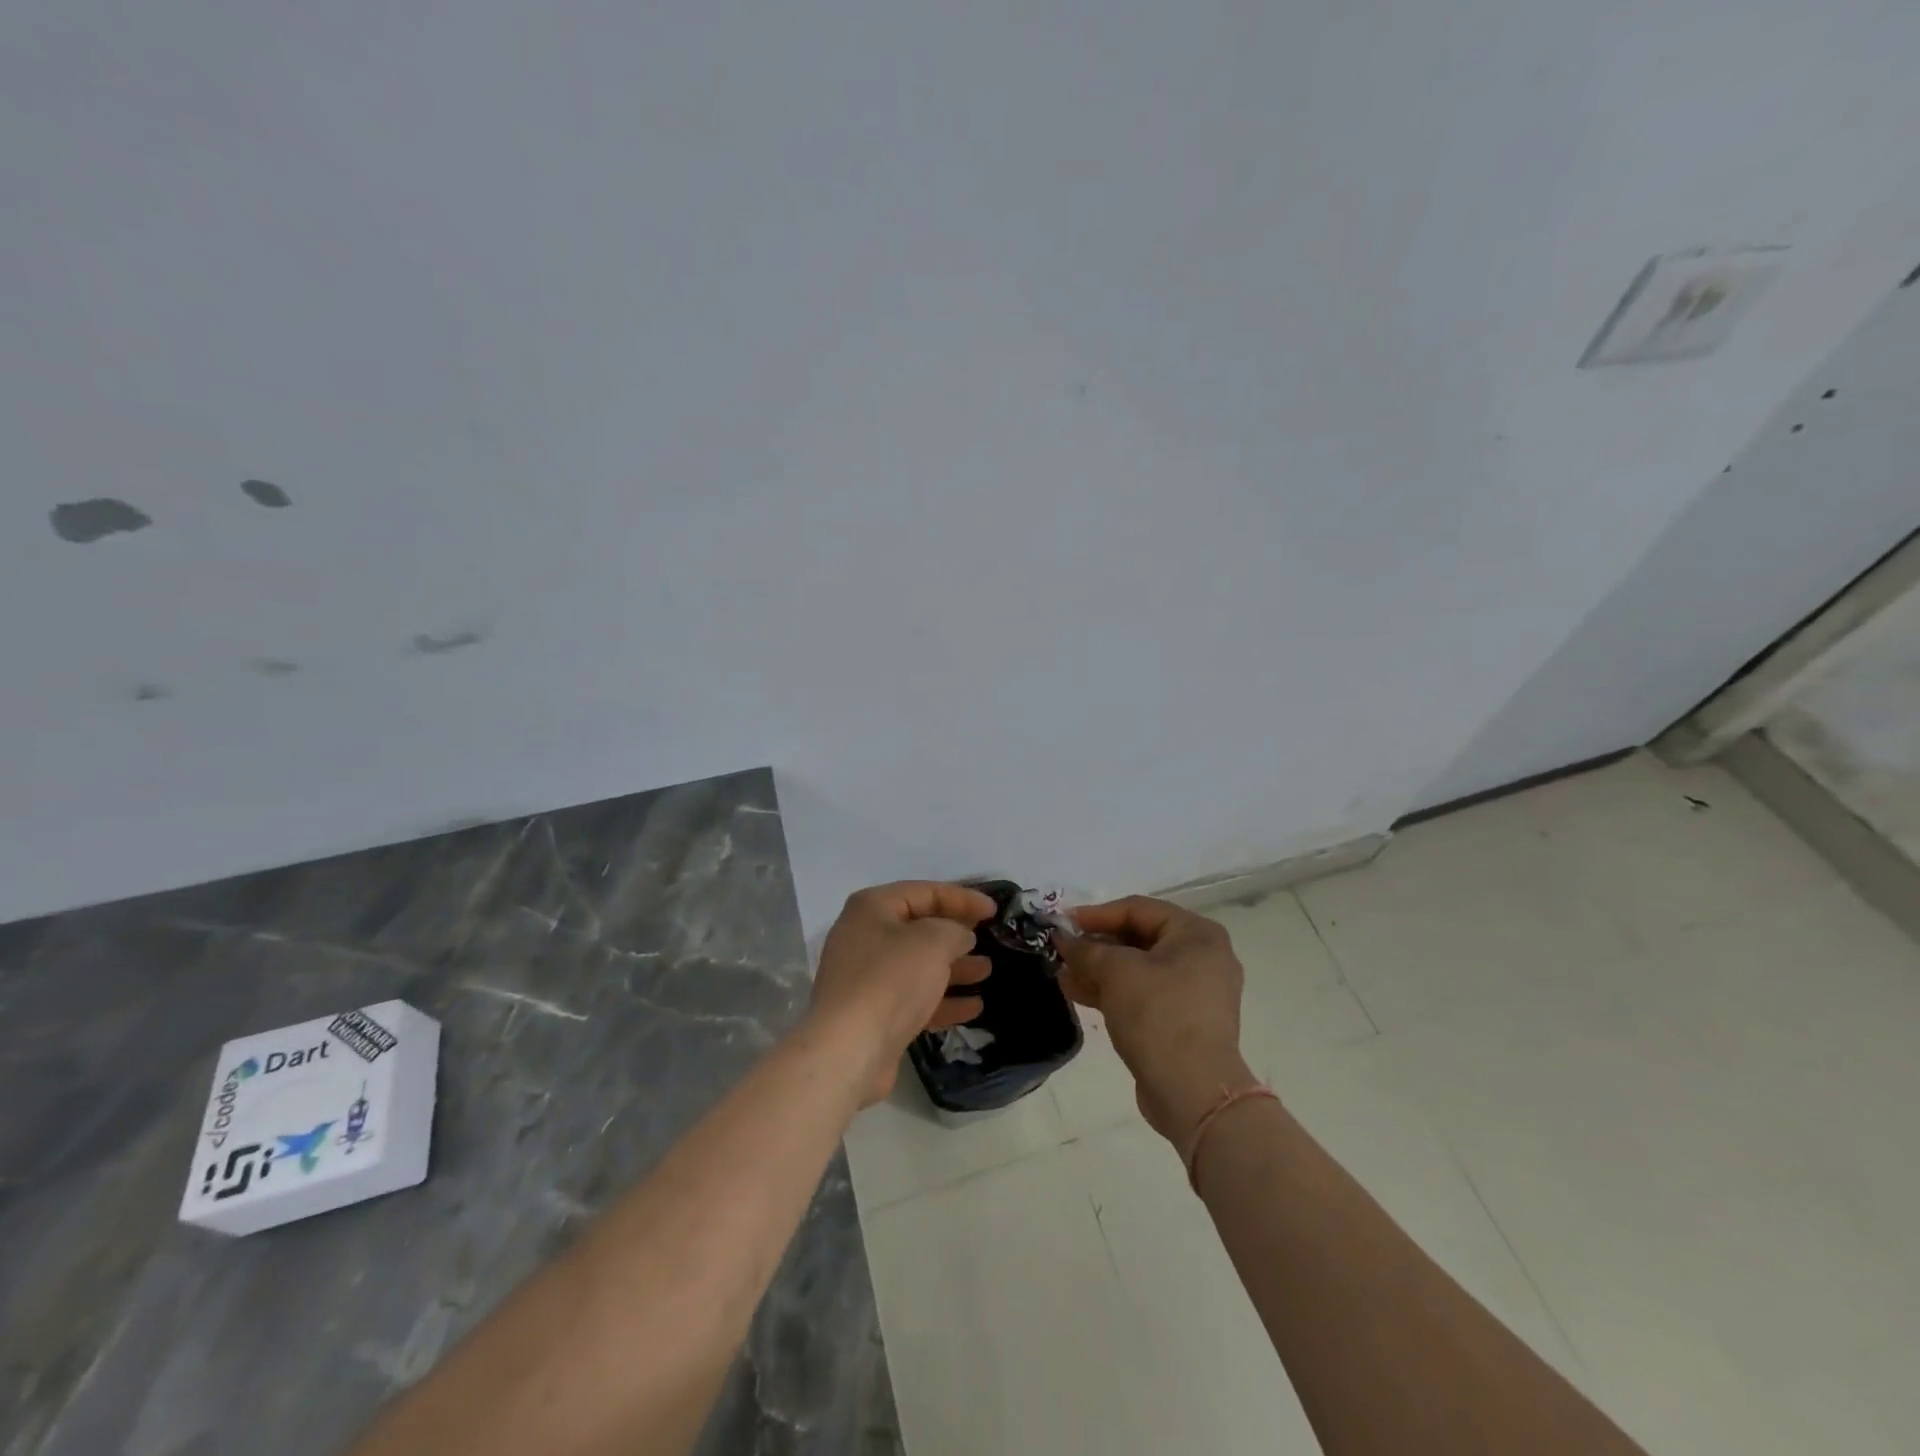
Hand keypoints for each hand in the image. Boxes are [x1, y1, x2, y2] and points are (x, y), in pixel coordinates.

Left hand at [810, 881, 995, 1106]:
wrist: (848, 1050)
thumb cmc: (891, 980)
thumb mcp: (932, 942)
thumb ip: (954, 930)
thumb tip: (960, 935)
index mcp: (872, 907)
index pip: (924, 892)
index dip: (962, 897)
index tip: (994, 910)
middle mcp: (864, 936)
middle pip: (919, 927)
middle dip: (956, 933)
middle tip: (988, 938)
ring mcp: (866, 977)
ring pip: (918, 965)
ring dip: (954, 967)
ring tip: (987, 971)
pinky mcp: (873, 1013)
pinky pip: (913, 997)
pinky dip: (942, 999)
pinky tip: (974, 1007)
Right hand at [1056, 896, 1254, 1144]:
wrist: (1193, 1093)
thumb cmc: (1158, 1015)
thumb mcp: (1116, 972)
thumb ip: (1086, 949)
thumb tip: (1062, 939)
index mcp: (1197, 934)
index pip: (1138, 909)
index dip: (1096, 914)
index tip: (1062, 922)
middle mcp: (1202, 957)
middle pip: (1138, 938)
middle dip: (1095, 945)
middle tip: (1060, 949)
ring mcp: (1194, 991)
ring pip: (1137, 969)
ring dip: (1098, 969)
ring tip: (1062, 973)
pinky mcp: (1182, 1021)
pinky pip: (1143, 994)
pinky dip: (1113, 991)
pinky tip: (1077, 992)